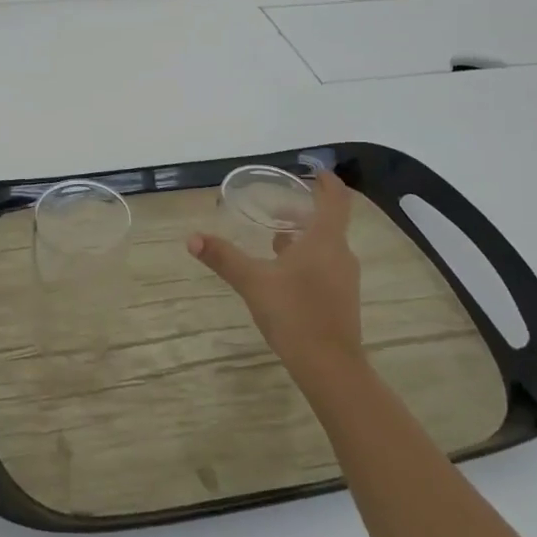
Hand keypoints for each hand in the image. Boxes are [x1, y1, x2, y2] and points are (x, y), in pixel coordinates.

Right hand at [189, 169, 363, 389]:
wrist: (329, 366)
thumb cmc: (294, 314)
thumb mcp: (253, 282)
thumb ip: (223, 257)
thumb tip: (192, 238)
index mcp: (324, 240)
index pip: (335, 199)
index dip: (327, 182)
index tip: (315, 170)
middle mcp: (340, 254)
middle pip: (328, 222)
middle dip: (304, 210)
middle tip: (277, 205)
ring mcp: (344, 278)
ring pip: (325, 245)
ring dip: (304, 235)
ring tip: (275, 236)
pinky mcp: (341, 298)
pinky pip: (325, 265)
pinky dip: (307, 257)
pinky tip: (283, 271)